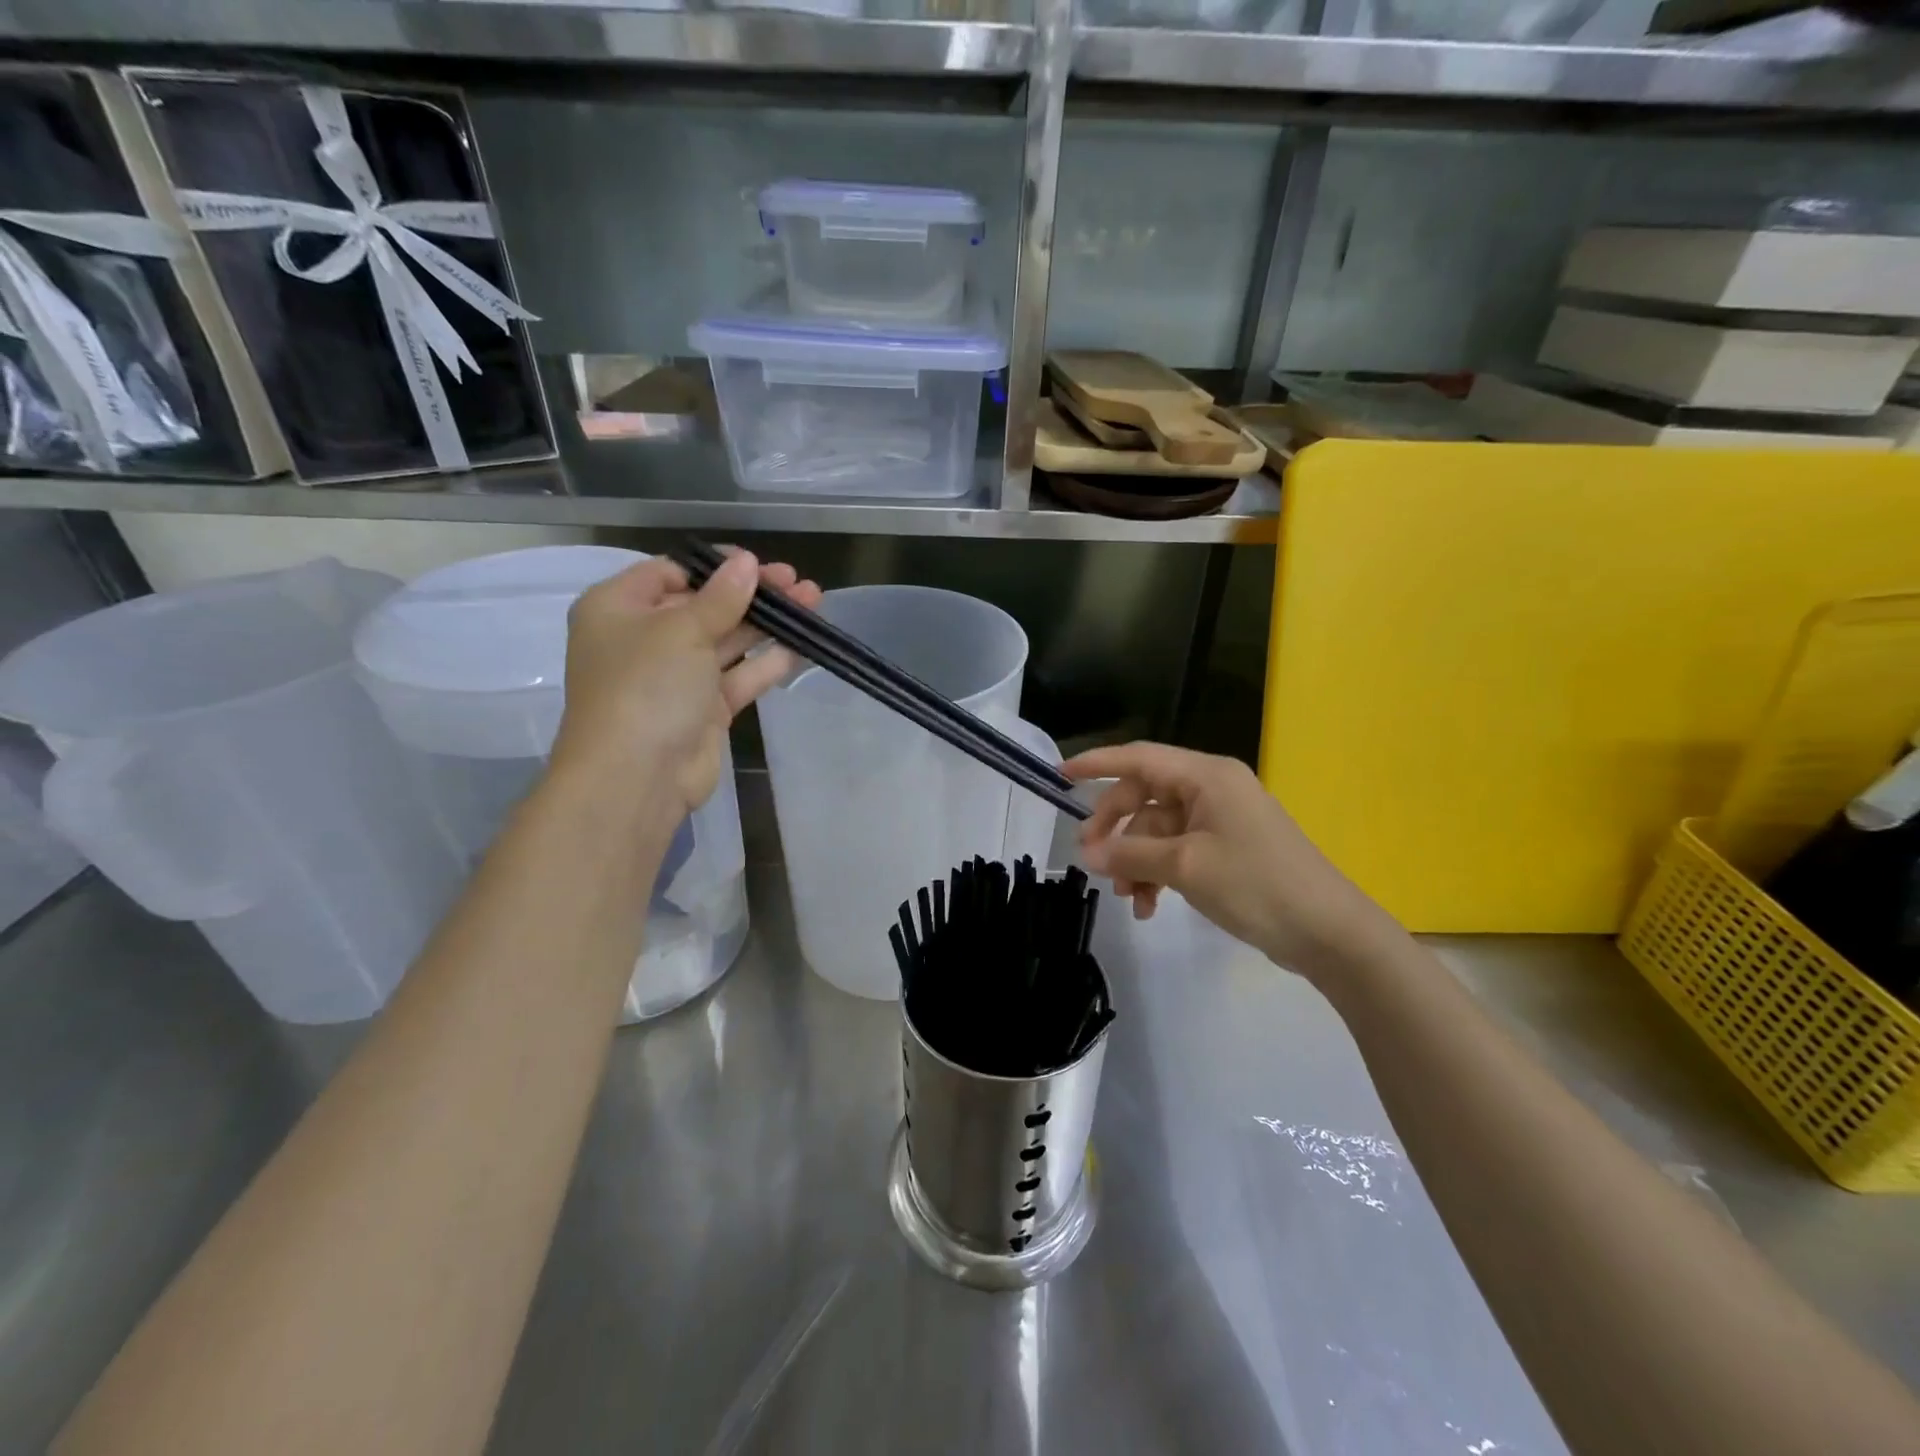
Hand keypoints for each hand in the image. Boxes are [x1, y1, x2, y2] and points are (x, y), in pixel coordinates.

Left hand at [551, 551, 820, 813]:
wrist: (637, 777)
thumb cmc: (646, 686)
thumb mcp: (681, 630)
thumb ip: (720, 597)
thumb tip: (747, 563)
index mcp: (618, 609)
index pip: (670, 573)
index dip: (715, 567)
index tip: (758, 564)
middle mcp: (645, 639)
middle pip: (704, 605)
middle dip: (752, 593)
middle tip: (797, 581)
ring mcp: (676, 677)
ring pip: (727, 640)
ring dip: (768, 623)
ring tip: (814, 602)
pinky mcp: (704, 709)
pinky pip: (739, 676)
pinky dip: (768, 661)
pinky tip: (803, 645)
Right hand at [1065, 742, 1391, 978]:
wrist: (1328, 931)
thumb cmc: (1256, 884)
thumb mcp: (1185, 866)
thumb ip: (1131, 853)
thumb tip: (1088, 853)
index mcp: (1205, 776)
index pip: (1138, 758)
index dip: (1096, 764)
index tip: (1060, 776)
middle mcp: (1211, 788)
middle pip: (1144, 797)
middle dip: (1116, 829)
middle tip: (1092, 861)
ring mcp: (1220, 819)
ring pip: (1157, 829)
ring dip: (1136, 860)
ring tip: (1128, 899)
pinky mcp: (1226, 848)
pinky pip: (1177, 850)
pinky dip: (1158, 873)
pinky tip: (1150, 906)